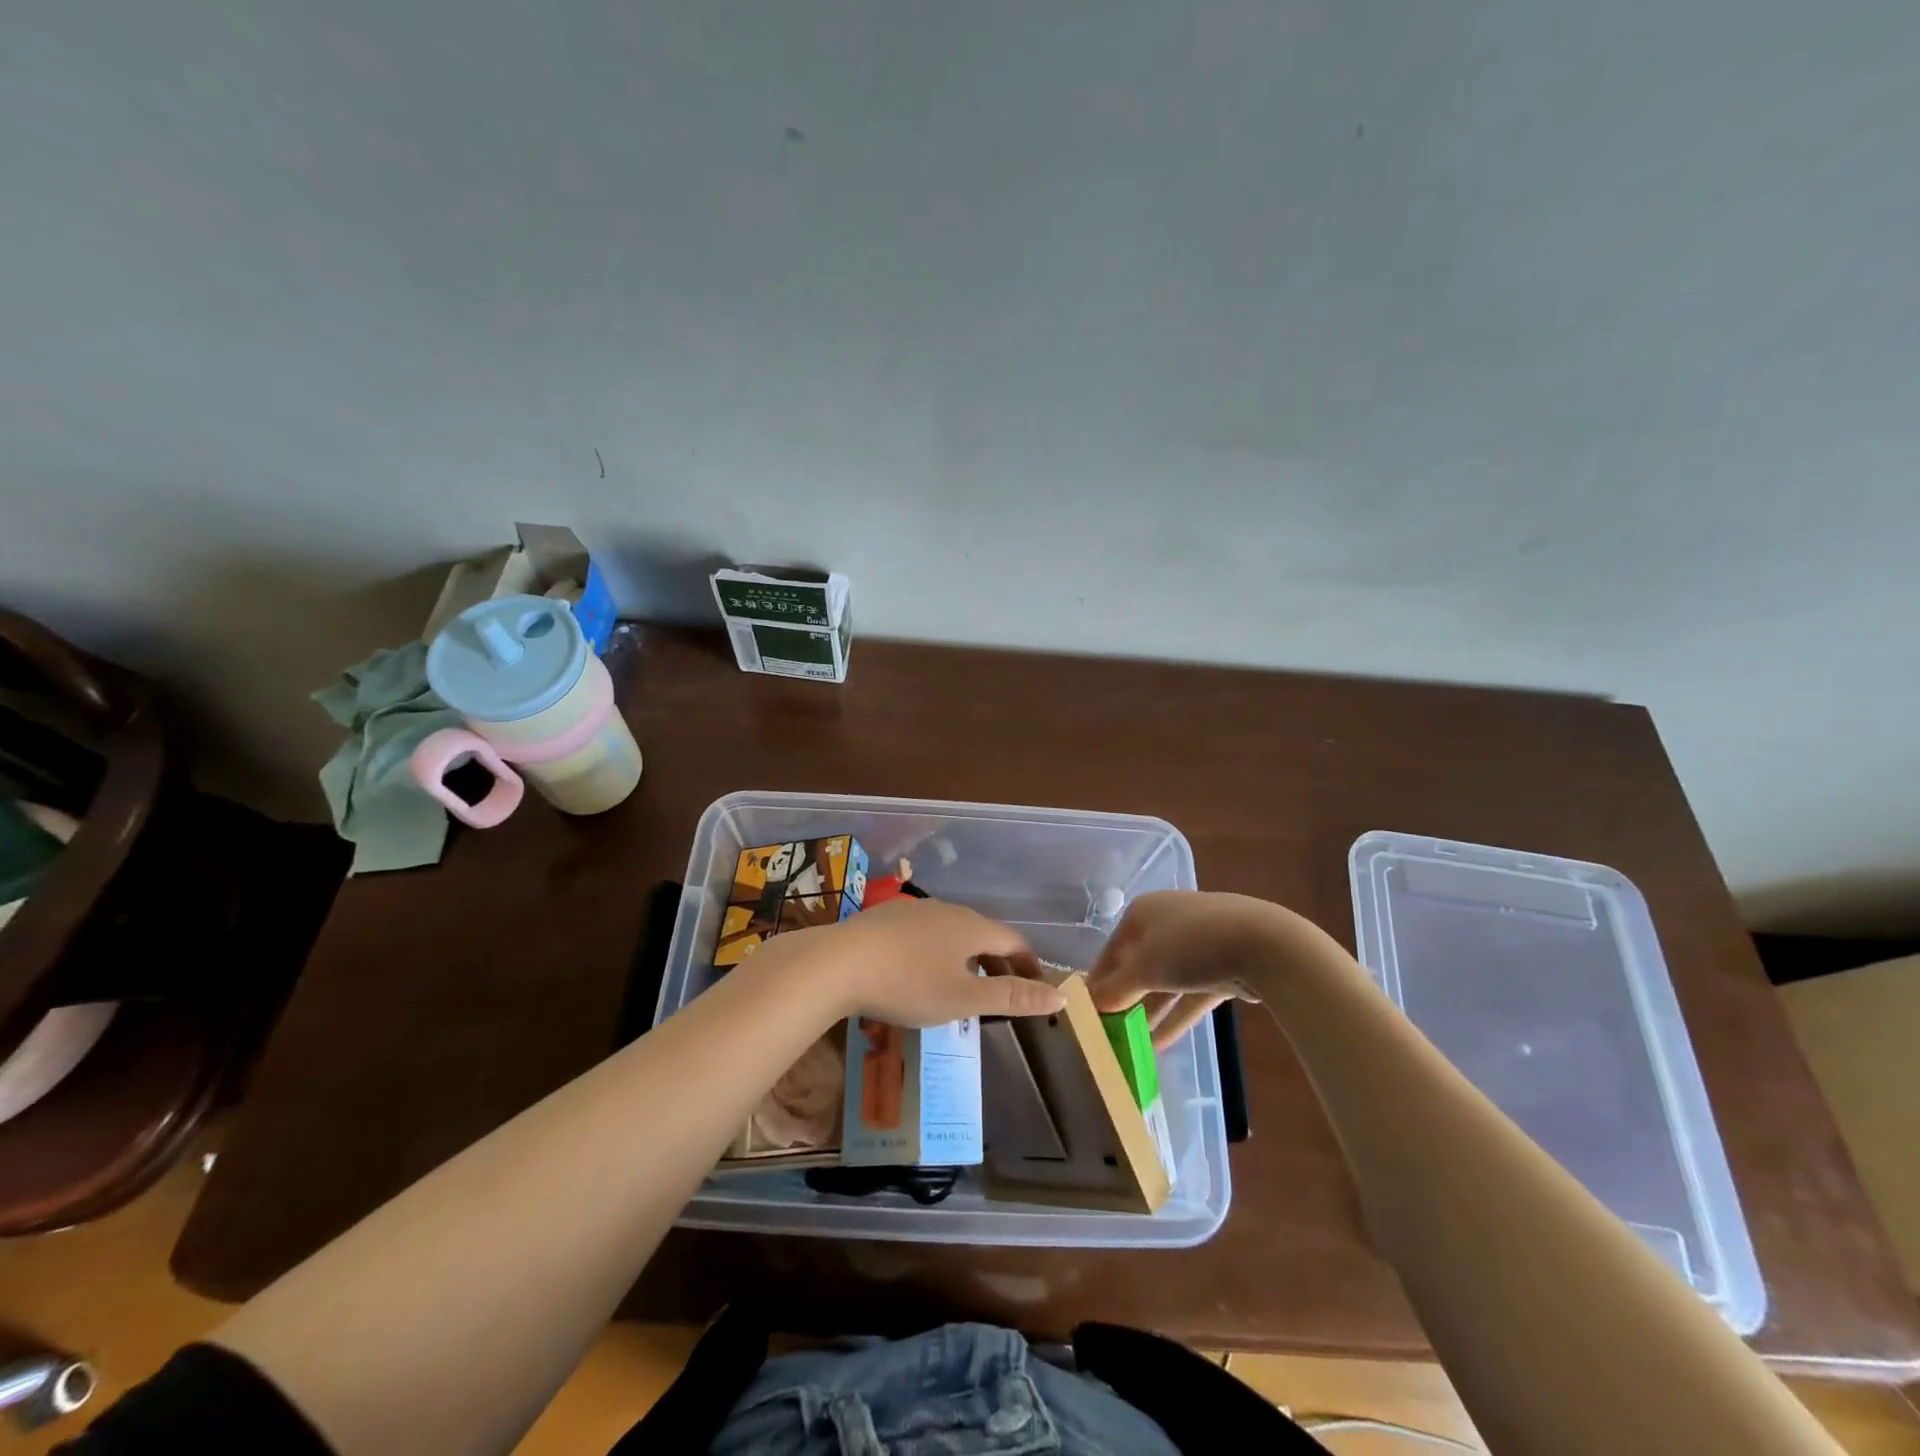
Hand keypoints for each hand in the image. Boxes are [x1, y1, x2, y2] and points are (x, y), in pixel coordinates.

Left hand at [790, 898, 1066, 1026]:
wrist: (839, 962)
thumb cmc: (908, 983)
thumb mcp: (964, 998)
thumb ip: (1012, 996)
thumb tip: (1061, 996)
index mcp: (972, 927)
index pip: (1014, 941)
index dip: (1030, 965)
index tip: (1037, 989)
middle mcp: (949, 910)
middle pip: (985, 934)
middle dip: (999, 963)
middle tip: (1003, 993)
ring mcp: (916, 910)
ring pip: (954, 932)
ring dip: (968, 957)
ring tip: (964, 985)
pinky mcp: (888, 917)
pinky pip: (927, 933)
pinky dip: (939, 952)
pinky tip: (922, 971)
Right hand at [1087, 891, 1298, 1050]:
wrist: (1263, 945)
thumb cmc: (1190, 946)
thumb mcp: (1143, 969)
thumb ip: (1115, 990)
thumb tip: (1089, 1006)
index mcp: (1144, 912)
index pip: (1111, 949)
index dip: (1098, 980)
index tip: (1087, 1011)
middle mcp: (1168, 922)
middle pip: (1139, 964)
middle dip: (1126, 997)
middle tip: (1109, 1030)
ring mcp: (1200, 944)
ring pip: (1166, 982)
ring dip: (1150, 1011)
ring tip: (1130, 1044)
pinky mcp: (1224, 968)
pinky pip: (1191, 995)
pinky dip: (1176, 1017)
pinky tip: (1159, 1045)